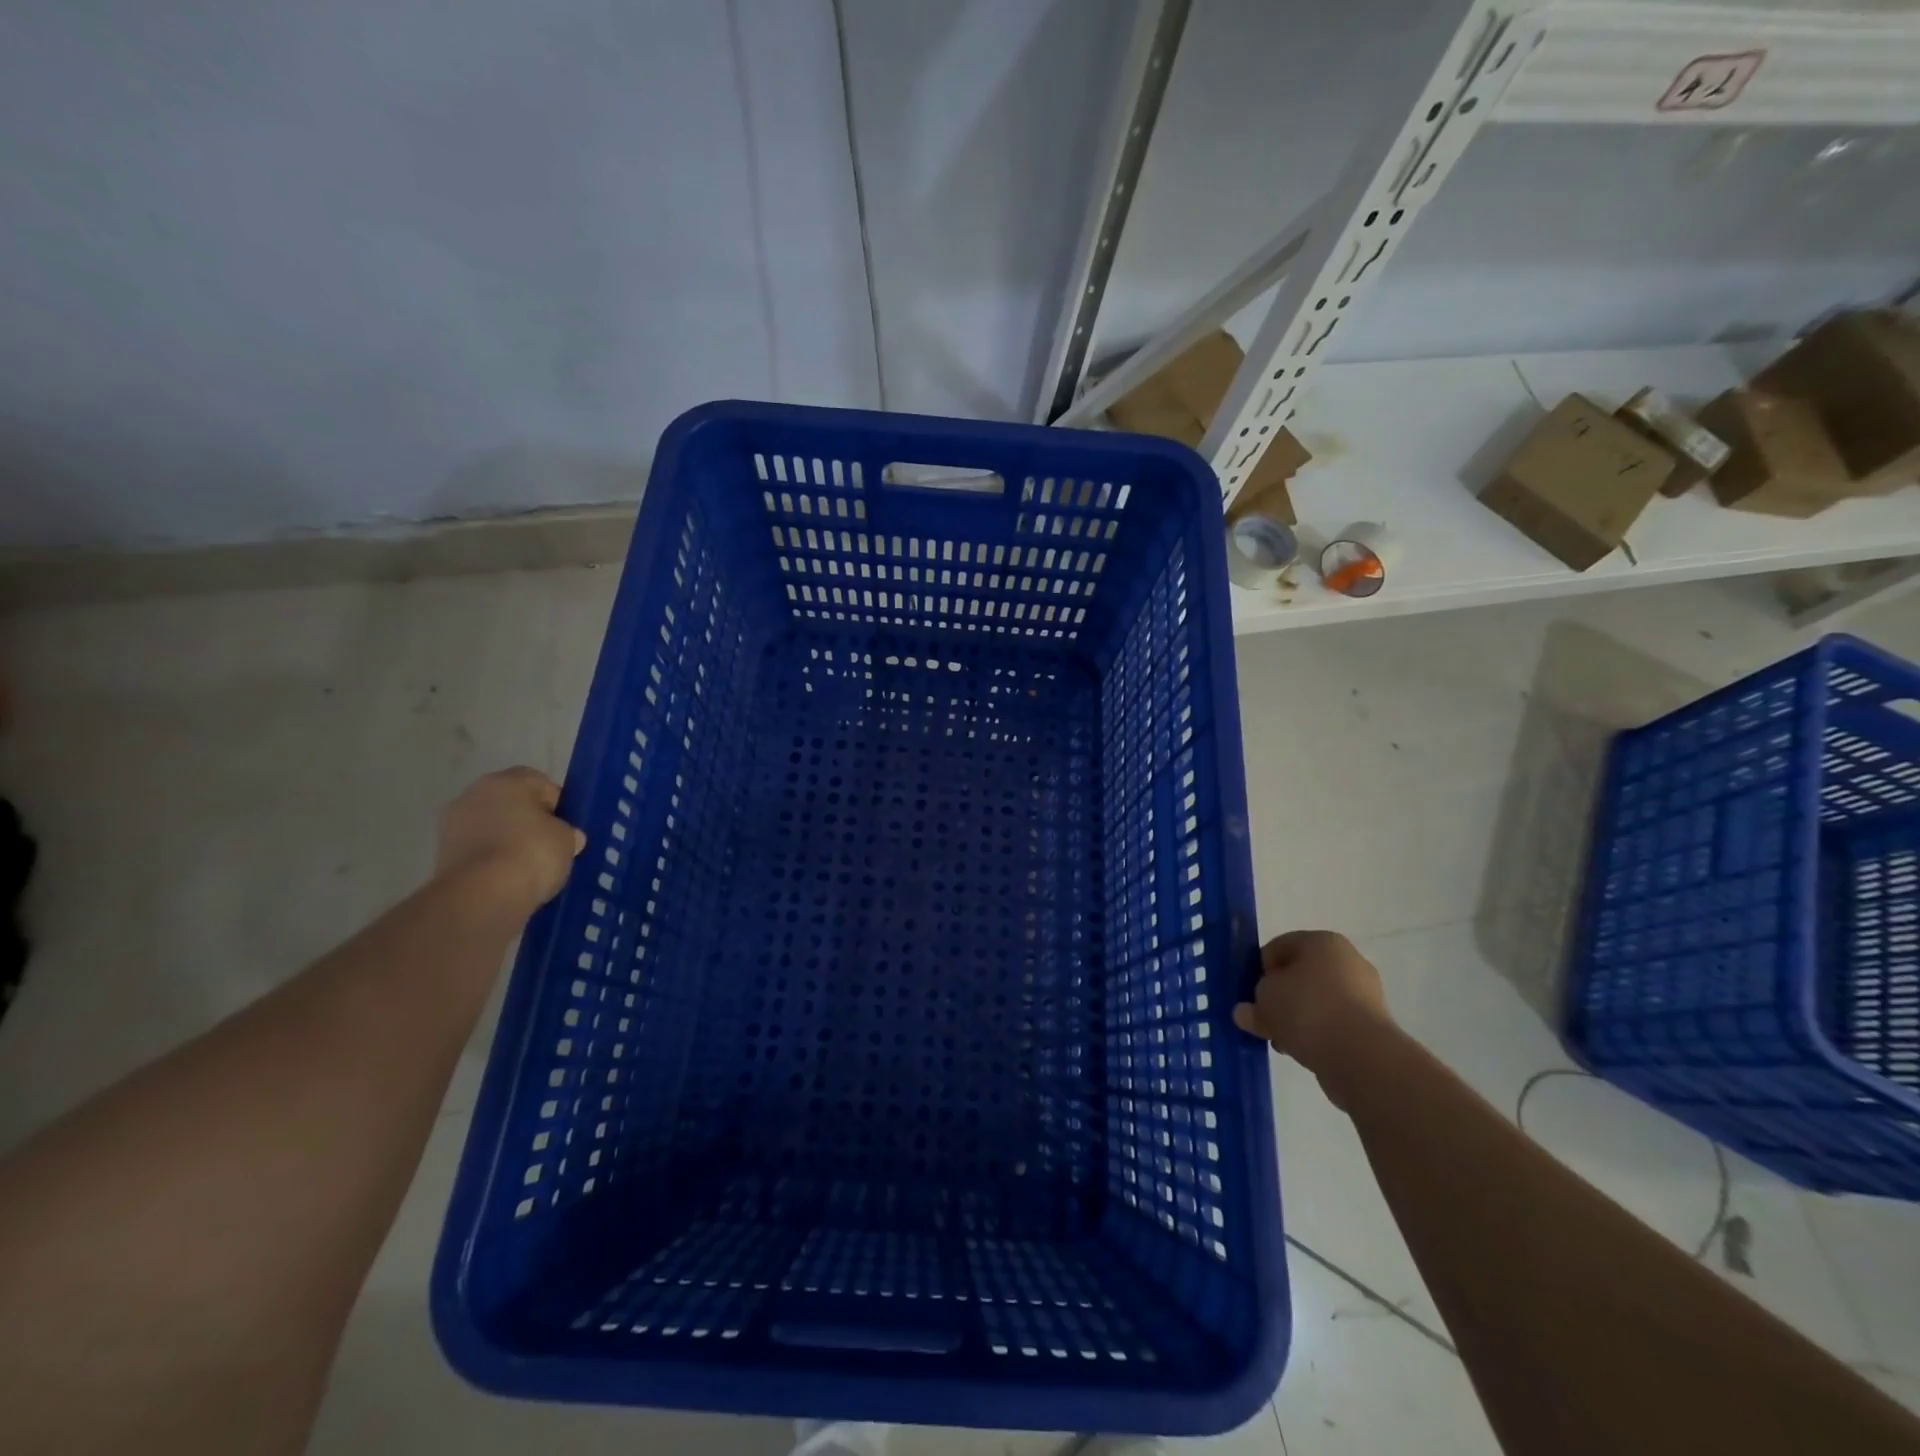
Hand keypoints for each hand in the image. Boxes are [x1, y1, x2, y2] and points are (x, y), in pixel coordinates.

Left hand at [436, 767, 584, 917]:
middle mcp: (473, 794)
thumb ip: (566, 831)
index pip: (540, 783)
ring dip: (507, 842)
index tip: (567, 828)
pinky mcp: (441, 856)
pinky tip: (509, 879)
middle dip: (528, 822)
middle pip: (511, 804)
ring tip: (530, 867)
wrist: (483, 895)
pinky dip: (492, 861)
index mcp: (506, 780)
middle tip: (549, 846)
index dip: (557, 805)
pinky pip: (478, 851)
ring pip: (491, 828)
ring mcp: (452, 825)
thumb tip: (567, 837)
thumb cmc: (532, 852)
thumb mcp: (567, 839)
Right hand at [1233, 930, 1390, 1097]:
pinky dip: (1317, 1034)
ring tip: (1280, 1041)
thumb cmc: (1307, 1009)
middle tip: (1263, 1019)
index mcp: (1322, 941)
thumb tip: (1246, 1012)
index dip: (1259, 970)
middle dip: (1279, 997)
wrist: (1361, 1056)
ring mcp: (1365, 994)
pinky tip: (1302, 1051)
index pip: (1279, 947)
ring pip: (1317, 1002)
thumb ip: (1252, 1003)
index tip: (1250, 994)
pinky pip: (1334, 1024)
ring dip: (1296, 1019)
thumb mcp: (1265, 999)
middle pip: (1300, 976)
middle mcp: (1348, 960)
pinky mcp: (1373, 1026)